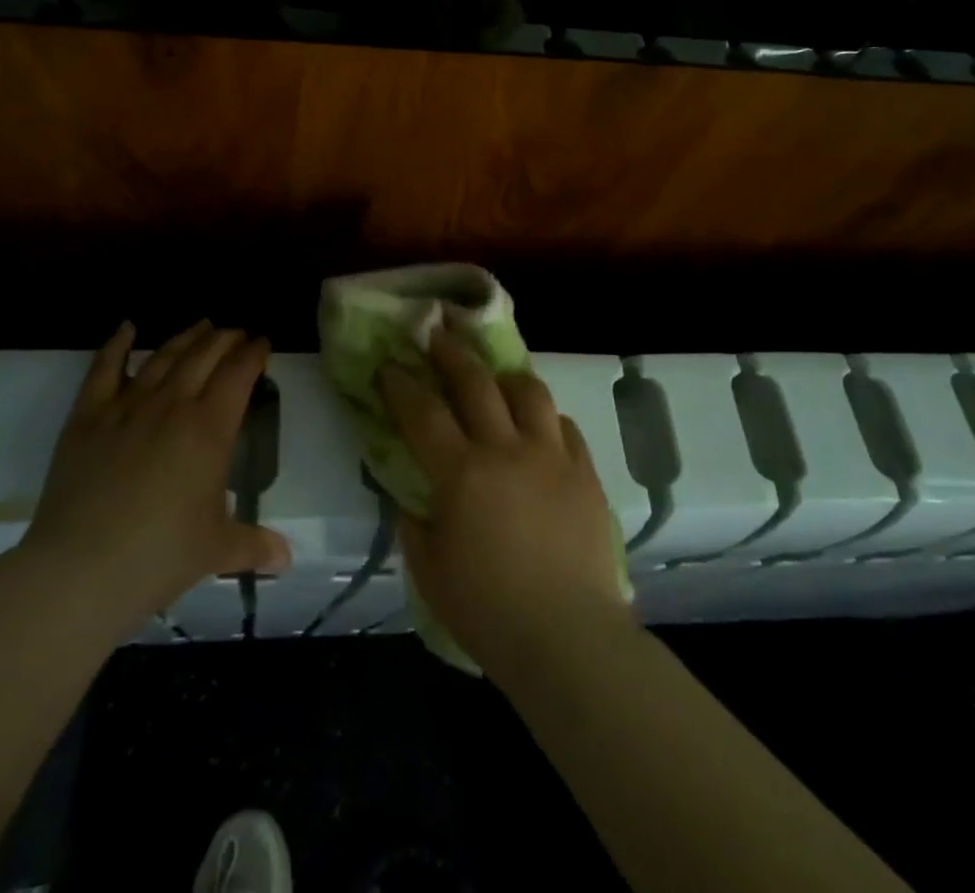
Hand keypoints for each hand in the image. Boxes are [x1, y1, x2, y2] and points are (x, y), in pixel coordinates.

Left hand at [17, 320, 290, 635]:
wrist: (80, 568)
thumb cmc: (159, 556)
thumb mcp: (216, 550)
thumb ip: (254, 545)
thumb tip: (286, 558)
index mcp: (209, 428)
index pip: (238, 375)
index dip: (253, 354)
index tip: (262, 342)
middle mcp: (172, 404)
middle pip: (204, 356)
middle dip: (225, 339)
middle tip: (236, 333)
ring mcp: (127, 406)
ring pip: (163, 356)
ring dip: (186, 337)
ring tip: (202, 325)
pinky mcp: (87, 416)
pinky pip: (104, 369)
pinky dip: (116, 344)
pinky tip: (127, 327)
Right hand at [379, 328, 630, 684]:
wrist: (570, 640)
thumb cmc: (489, 612)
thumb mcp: (430, 571)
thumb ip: (415, 525)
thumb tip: (412, 498)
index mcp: (461, 473)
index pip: (423, 411)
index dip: (401, 384)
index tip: (390, 366)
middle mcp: (506, 449)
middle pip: (476, 383)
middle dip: (451, 353)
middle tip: (437, 334)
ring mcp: (552, 456)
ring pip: (529, 391)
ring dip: (504, 376)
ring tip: (495, 375)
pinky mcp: (585, 473)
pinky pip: (564, 426)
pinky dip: (546, 418)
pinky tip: (539, 425)